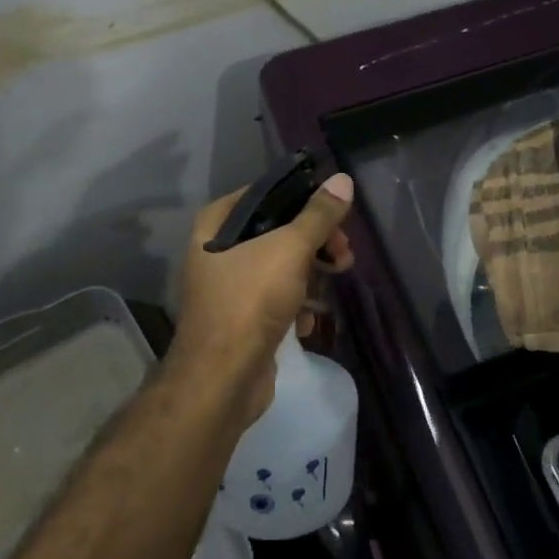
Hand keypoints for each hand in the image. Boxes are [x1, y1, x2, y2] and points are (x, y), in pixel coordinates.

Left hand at [167, 173, 354, 426]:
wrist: (222, 378)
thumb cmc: (251, 300)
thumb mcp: (290, 249)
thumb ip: (318, 215)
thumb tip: (343, 179)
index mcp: (215, 226)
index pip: (262, 194)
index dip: (298, 198)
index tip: (331, 210)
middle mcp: (216, 253)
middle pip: (275, 232)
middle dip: (314, 242)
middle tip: (343, 252)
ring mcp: (228, 289)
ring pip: (279, 268)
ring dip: (311, 274)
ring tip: (337, 280)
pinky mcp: (241, 321)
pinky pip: (274, 301)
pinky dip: (295, 306)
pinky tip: (309, 322)